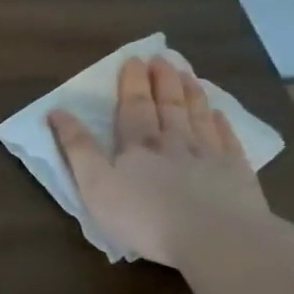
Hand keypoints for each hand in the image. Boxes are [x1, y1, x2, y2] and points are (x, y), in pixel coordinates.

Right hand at [48, 56, 267, 266]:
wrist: (213, 236)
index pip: (132, 108)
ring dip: (191, 93)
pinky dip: (222, 124)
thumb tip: (57, 112)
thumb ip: (77, 149)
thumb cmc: (144, 216)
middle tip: (161, 57)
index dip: (131, 84)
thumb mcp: (95, 186)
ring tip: (187, 74)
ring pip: (197, 116)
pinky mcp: (235, 173)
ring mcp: (208, 155)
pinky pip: (227, 140)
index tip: (132, 60)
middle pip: (167, 106)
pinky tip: (219, 114)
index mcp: (137, 146)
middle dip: (161, 81)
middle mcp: (174, 142)